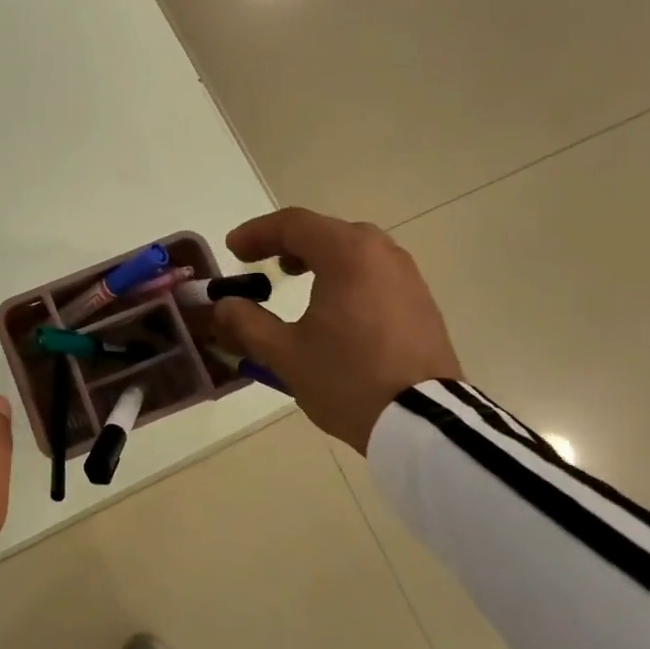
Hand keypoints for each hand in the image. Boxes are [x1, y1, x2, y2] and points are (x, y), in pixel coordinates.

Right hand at [213, 208, 462, 451]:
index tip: (232, 250)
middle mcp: (382, 254)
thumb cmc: (347, 378)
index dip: (257, 233)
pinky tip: (333, 306)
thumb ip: (247, 323)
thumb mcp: (285, 354)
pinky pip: (375, 272)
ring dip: (319, 256)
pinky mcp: (421, 303)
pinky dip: (345, 275)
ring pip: (355, 249)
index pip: (294, 225)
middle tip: (260, 261)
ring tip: (295, 279)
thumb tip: (224, 306)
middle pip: (326, 230)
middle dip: (287, 242)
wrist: (424, 423)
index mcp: (348, 255)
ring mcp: (408, 278)